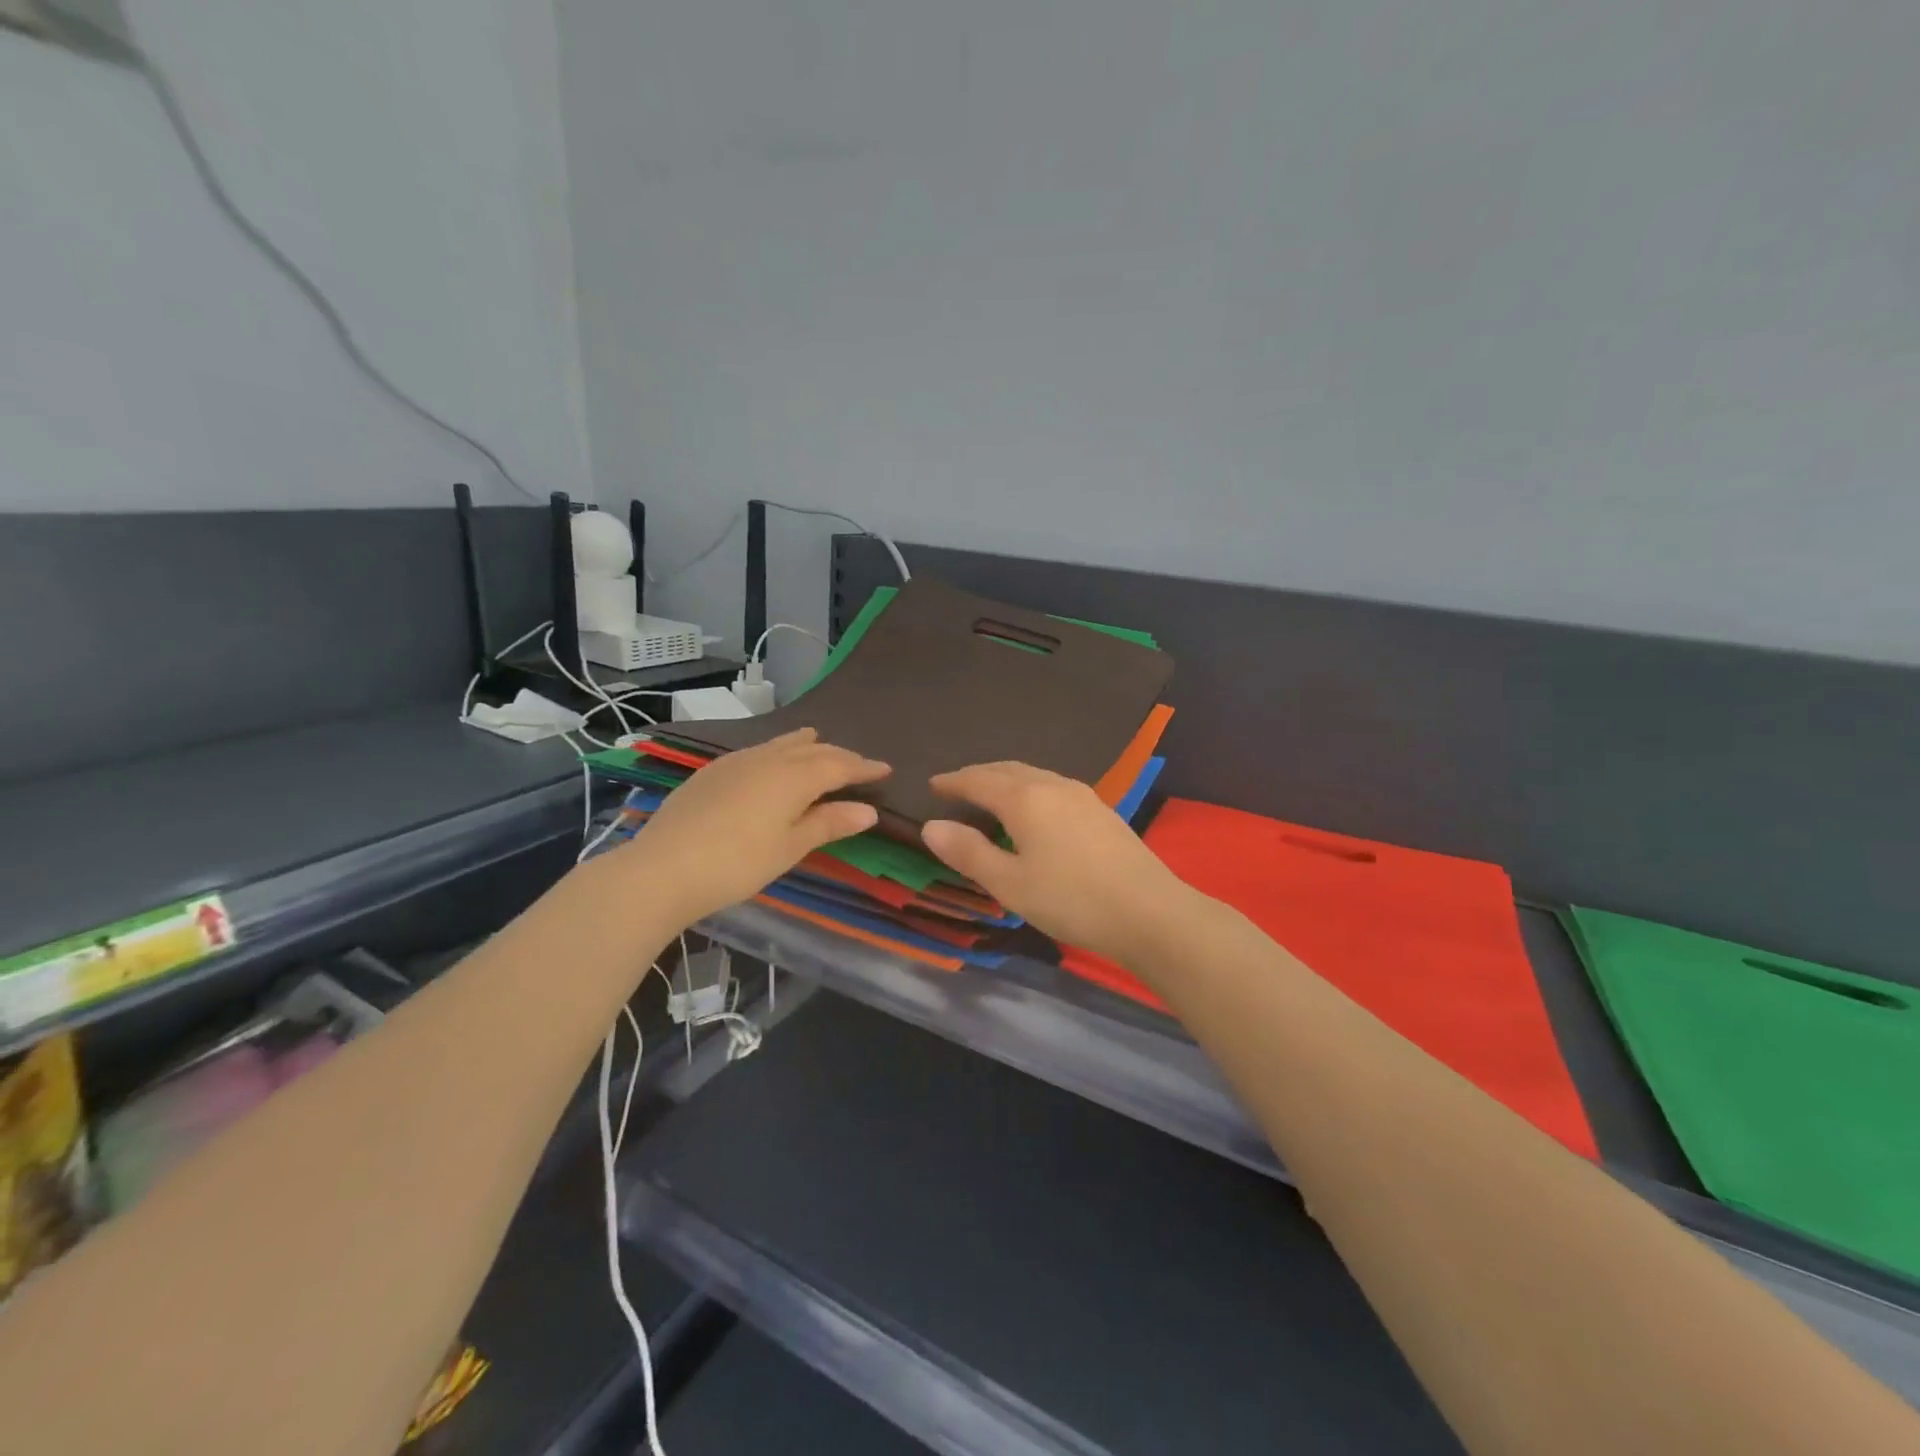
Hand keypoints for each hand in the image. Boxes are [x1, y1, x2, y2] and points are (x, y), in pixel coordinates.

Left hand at [622, 729, 889, 922]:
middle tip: (859, 765)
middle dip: (840, 756)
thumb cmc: (737, 863)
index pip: (840, 765)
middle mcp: (768, 758)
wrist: (663, 868)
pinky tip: (772, 765)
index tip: (886, 769)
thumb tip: (869, 811)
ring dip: (808, 747)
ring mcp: (736, 761)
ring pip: (782, 744)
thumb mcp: (790, 847)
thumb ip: (828, 824)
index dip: (864, 767)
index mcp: (794, 776)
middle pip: (813, 750)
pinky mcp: (712, 771)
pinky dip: (778, 752)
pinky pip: (758, 751)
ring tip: (820, 746)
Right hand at [922, 762, 1191, 963]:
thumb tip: (932, 826)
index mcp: (1025, 798)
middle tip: (956, 788)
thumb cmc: (1071, 899)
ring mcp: (1082, 795)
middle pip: (1007, 770)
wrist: (1149, 912)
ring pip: (1034, 776)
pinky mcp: (1101, 810)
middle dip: (979, 776)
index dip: (953, 781)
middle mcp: (1053, 785)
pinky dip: (1030, 791)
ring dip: (1006, 781)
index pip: (978, 779)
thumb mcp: (1010, 883)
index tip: (932, 785)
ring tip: (990, 798)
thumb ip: (969, 852)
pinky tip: (1033, 813)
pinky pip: (1053, 788)